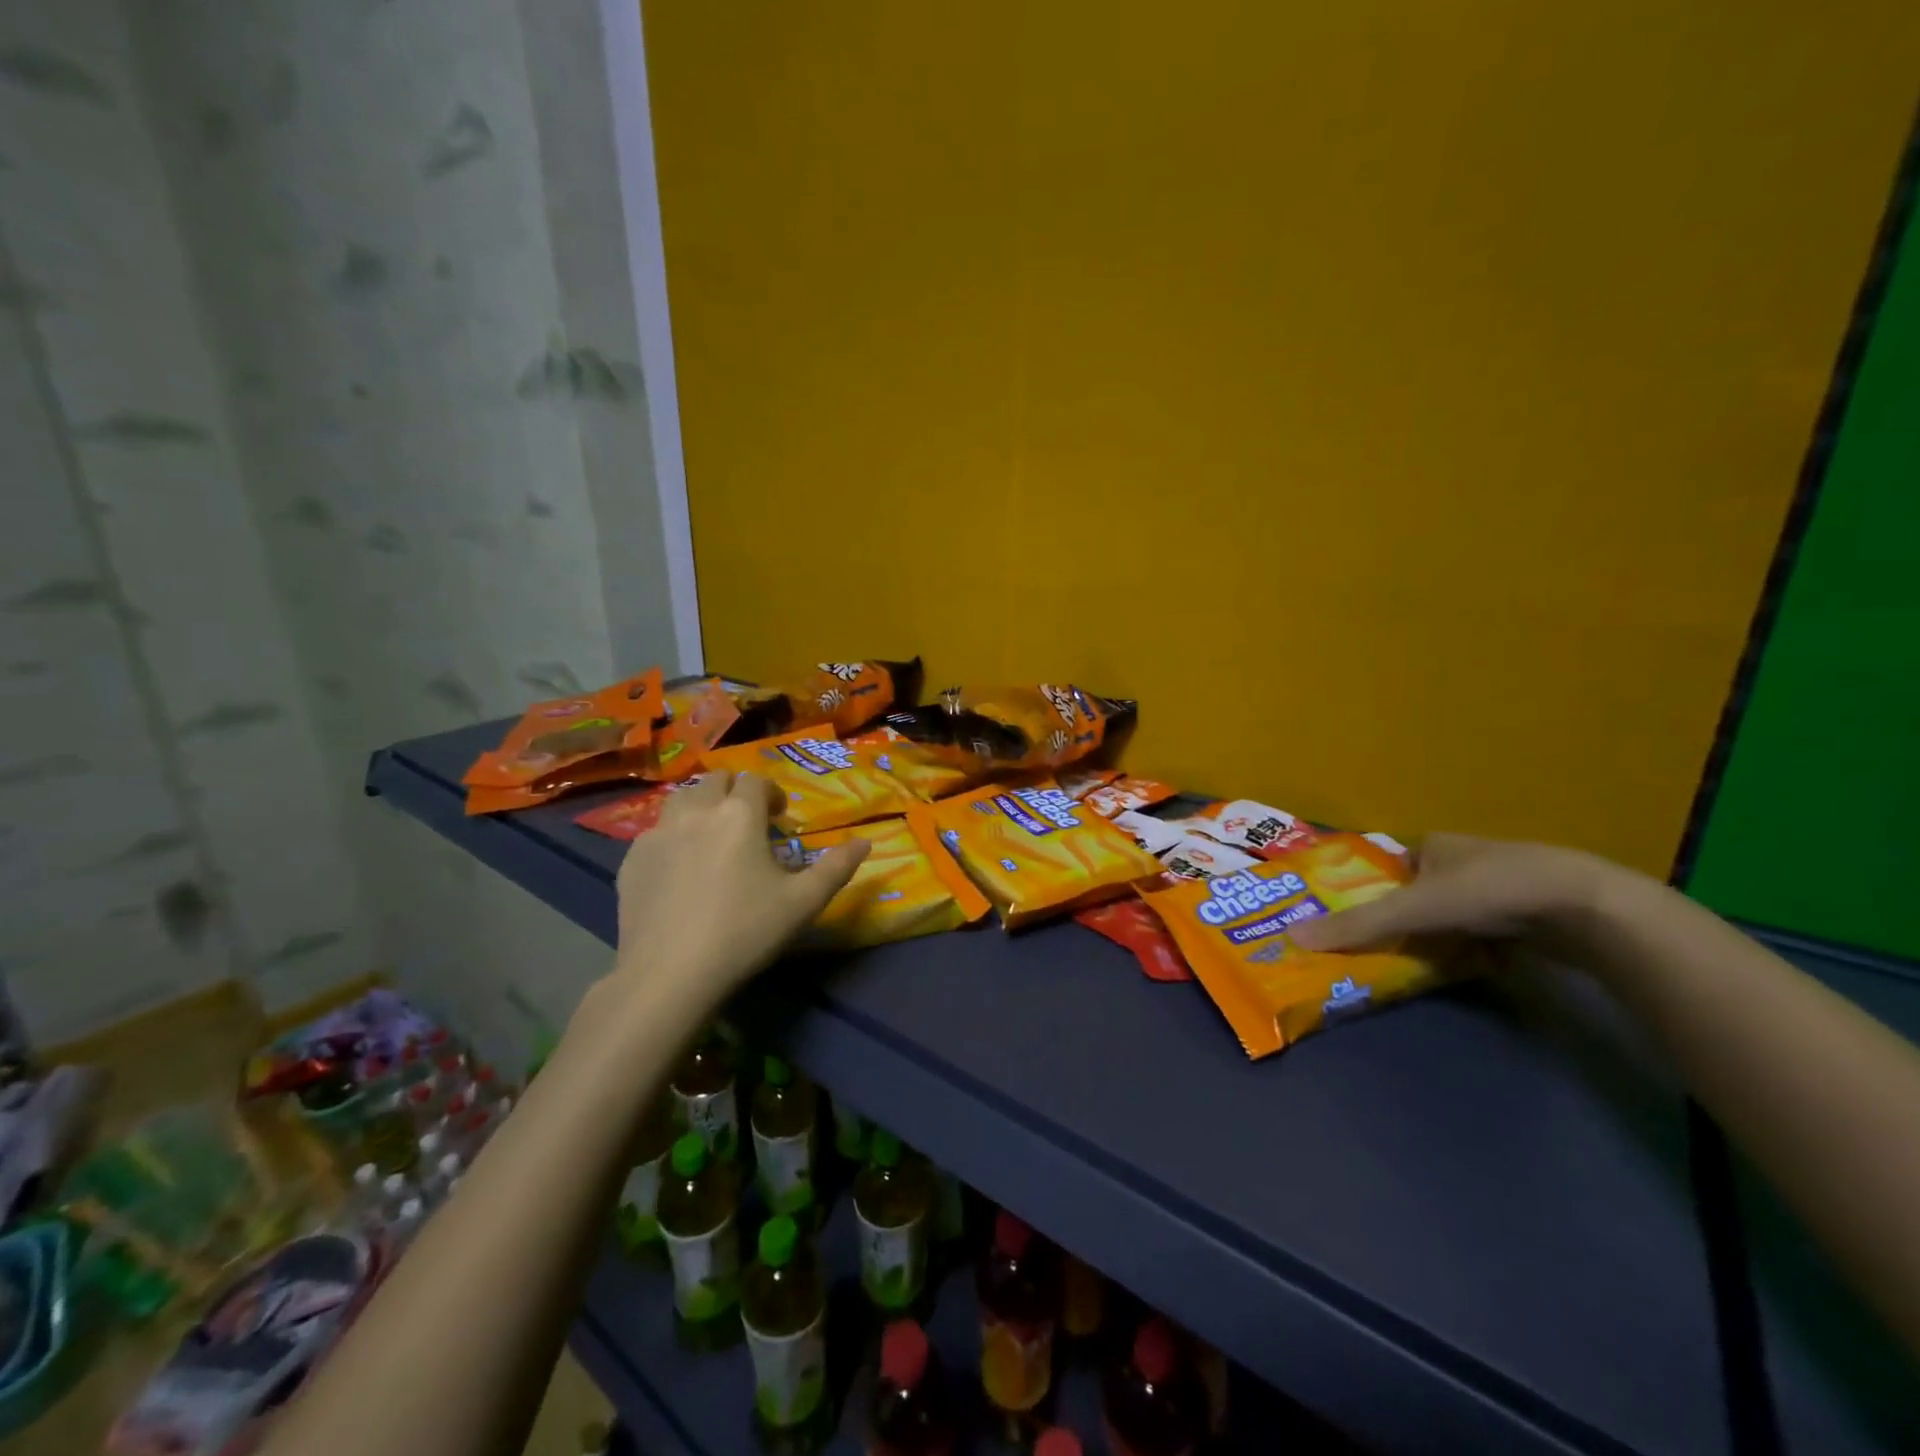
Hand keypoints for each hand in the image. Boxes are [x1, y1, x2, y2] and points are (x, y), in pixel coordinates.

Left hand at [607, 771, 868, 1010]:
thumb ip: (837, 867)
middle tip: (747, 823)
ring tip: (713, 838)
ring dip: (701, 807)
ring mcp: (658, 834)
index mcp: (739, 814)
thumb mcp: (804, 902)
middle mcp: (696, 811)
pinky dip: (673, 836)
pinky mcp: (632, 860)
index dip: (771, 793)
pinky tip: (681, 869)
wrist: (670, 974)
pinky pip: (656, 832)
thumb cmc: (746, 932)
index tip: (779, 817)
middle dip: (735, 793)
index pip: (755, 780)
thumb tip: (865, 842)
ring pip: (681, 800)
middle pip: (715, 781)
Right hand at [1288, 832, 1631, 951]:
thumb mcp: (1415, 909)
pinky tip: (1473, 966)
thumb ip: (1359, 925)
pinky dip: (1478, 947)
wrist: (1586, 908)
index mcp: (1434, 844)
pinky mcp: (1534, 914)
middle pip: (1421, 892)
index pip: (1391, 867)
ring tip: (1422, 963)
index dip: (1373, 891)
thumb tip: (1295, 937)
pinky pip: (1489, 931)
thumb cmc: (1490, 891)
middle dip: (1407, 918)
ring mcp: (1503, 885)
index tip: (1358, 920)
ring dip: (1442, 935)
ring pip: (1456, 913)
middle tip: (1384, 948)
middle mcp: (1465, 858)